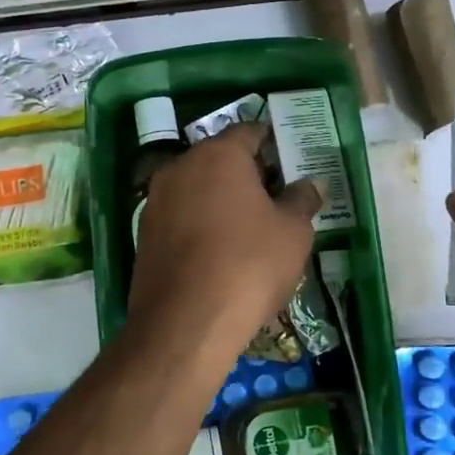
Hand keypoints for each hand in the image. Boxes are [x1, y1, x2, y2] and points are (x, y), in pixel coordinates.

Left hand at [129, 123, 322, 355]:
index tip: (290, 164)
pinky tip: (220, 253)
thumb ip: (302, 200)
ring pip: (197, 189)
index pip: (249, 132)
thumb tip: (311, 183)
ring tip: (251, 230)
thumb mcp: (293, 232)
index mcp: (218, 155)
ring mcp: (155, 200)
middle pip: (220, 159)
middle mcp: (180, 167)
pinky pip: (181, 217)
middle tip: (277, 200)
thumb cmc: (248, 265)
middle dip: (248, 174)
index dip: (273, 145)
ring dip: (222, 200)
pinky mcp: (144, 234)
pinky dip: (201, 225)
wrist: (185, 323)